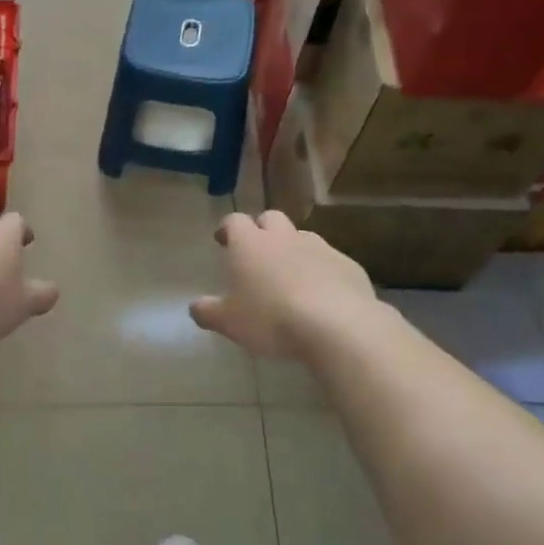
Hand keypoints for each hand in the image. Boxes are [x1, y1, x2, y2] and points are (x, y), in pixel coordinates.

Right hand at [190, 212, 374, 357]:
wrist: (337, 326)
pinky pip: (329, 261)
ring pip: (302, 237)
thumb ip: (207, 312)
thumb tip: (195, 307)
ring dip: (293, 249)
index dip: (227, 228)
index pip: (234, 221)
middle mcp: (284, 237)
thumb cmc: (271, 319)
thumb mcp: (228, 322)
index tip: (223, 240)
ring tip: (290, 275)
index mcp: (250, 244)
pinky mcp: (348, 265)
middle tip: (256, 252)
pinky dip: (321, 270)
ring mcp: (320, 247)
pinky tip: (321, 294)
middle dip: (262, 230)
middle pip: (271, 219)